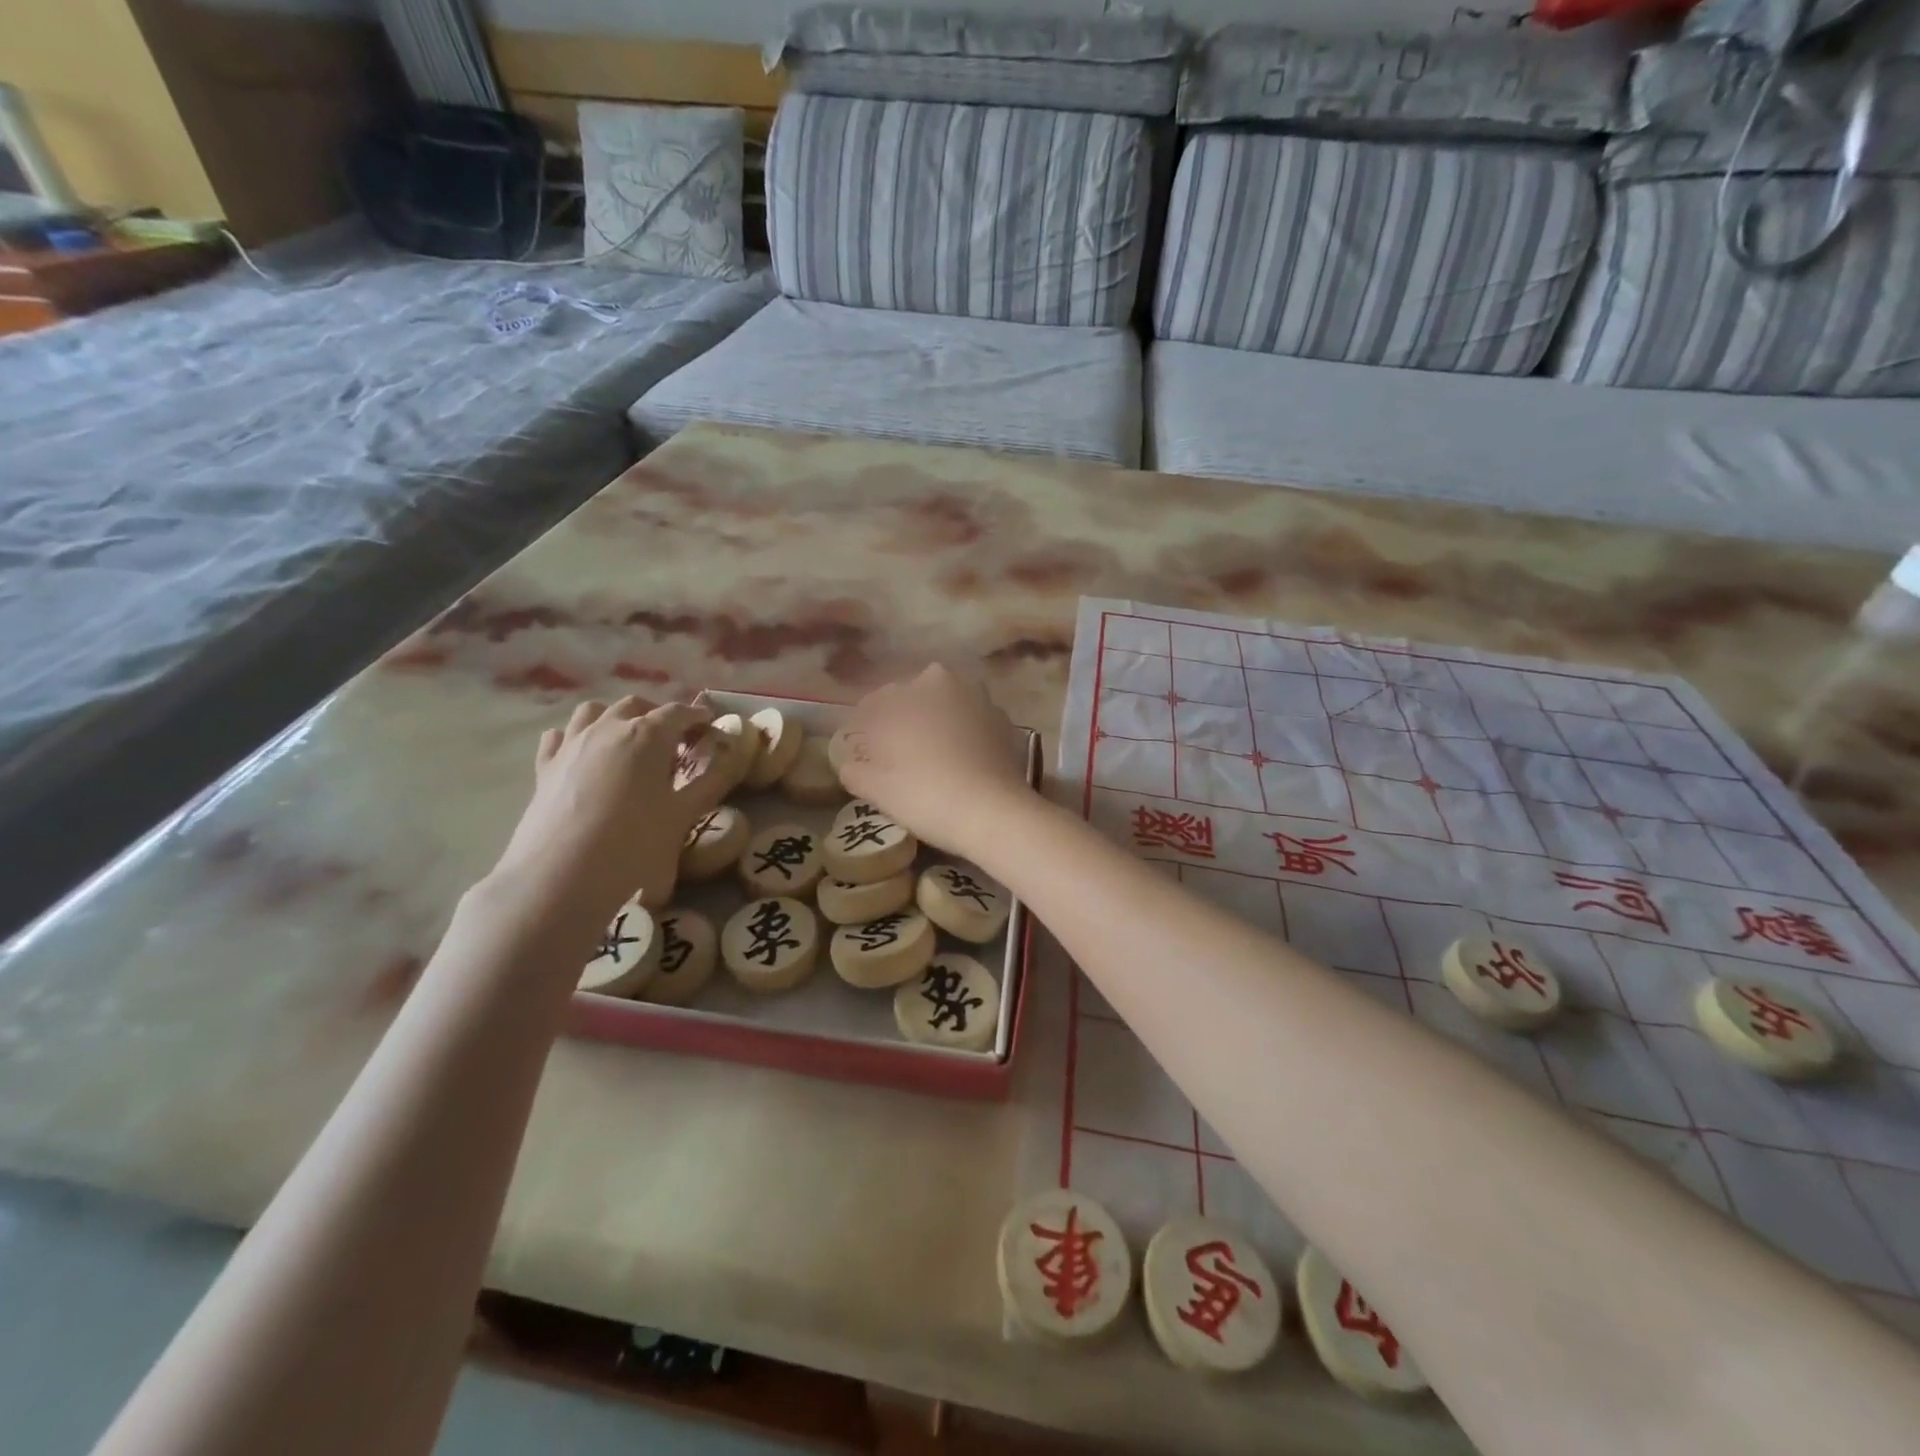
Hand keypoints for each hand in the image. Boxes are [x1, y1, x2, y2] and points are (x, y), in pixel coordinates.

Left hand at [491, 696, 718, 923]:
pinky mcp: (544, 766)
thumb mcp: (683, 816)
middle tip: (674, 740)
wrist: (560, 876)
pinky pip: (560, 736)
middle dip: (658, 715)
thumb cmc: (632, 844)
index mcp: (648, 735)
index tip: (710, 726)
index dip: (698, 717)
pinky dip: (577, 737)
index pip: (679, 713)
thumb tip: (731, 757)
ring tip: (628, 741)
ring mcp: (571, 744)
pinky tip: (584, 755)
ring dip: (616, 717)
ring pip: (594, 711)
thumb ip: (711, 782)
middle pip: (636, 706)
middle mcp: (608, 728)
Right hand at [839, 665, 1031, 858]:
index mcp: (907, 694)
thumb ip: (855, 770)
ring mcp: (978, 699)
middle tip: (894, 752)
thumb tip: (850, 763)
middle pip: (912, 698)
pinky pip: (970, 721)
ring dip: (934, 722)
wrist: (995, 813)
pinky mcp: (1002, 721)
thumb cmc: (927, 795)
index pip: (874, 703)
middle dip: (901, 718)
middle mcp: (943, 684)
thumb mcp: (877, 789)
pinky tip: (958, 761)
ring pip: (945, 705)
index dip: (864, 727)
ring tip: (928, 756)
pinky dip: (961, 734)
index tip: (862, 750)